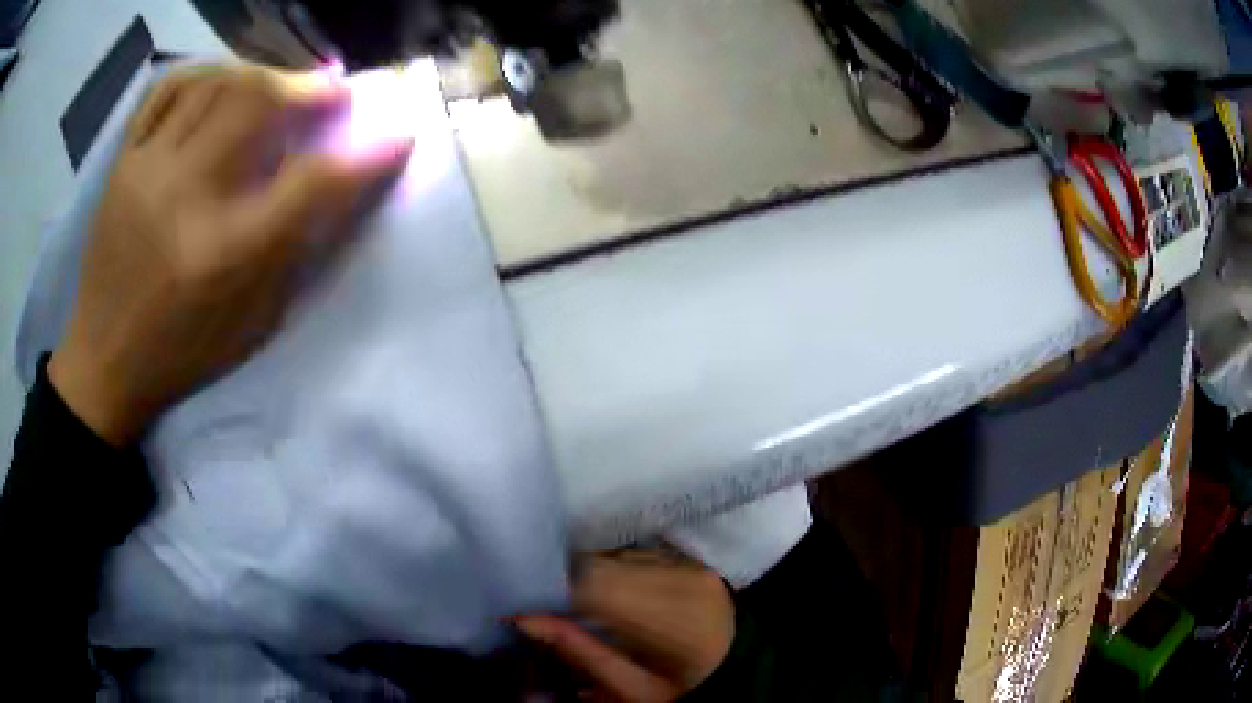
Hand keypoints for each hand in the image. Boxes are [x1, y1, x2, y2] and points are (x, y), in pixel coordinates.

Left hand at [49, 65, 412, 445]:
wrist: (103, 361)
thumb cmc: (181, 352)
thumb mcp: (251, 322)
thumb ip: (295, 247)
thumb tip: (339, 183)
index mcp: (224, 254)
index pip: (311, 183)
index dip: (366, 153)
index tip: (399, 133)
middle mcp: (185, 197)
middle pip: (258, 103)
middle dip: (310, 88)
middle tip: (332, 92)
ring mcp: (147, 170)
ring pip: (217, 83)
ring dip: (262, 75)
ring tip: (279, 87)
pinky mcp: (123, 161)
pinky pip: (167, 89)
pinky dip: (205, 73)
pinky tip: (223, 82)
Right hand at [516, 553, 735, 702]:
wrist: (743, 673)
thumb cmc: (685, 688)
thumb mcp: (633, 688)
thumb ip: (579, 650)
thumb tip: (524, 618)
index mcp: (668, 617)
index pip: (593, 583)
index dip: (551, 589)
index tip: (524, 604)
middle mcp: (680, 579)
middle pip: (601, 564)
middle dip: (565, 580)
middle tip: (543, 602)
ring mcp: (690, 566)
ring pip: (616, 555)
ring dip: (588, 574)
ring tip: (576, 600)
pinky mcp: (692, 561)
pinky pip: (637, 555)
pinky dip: (614, 570)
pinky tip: (609, 592)